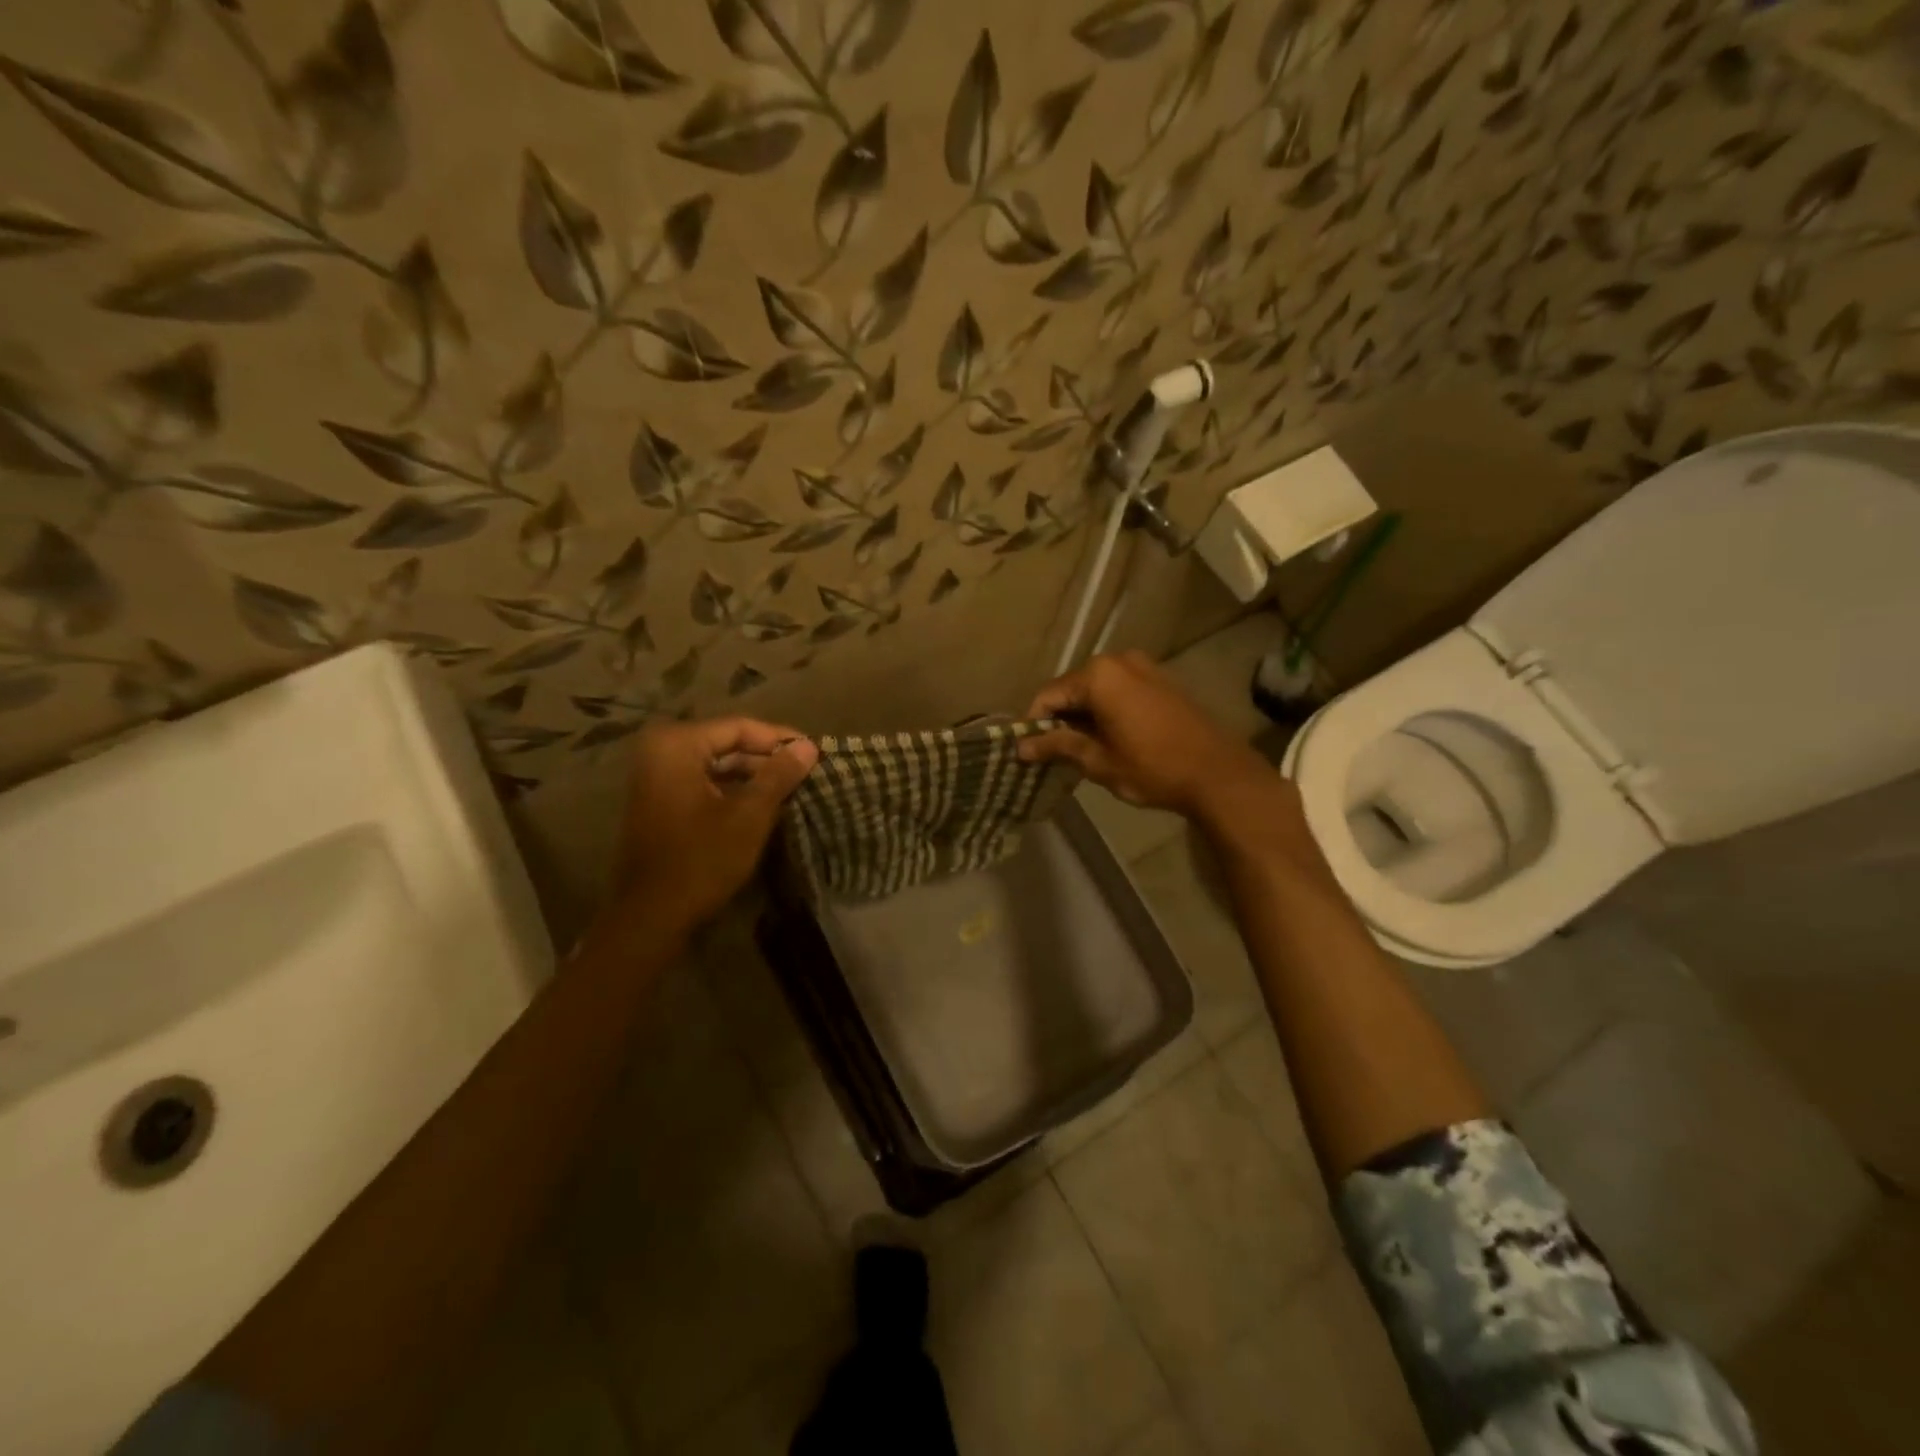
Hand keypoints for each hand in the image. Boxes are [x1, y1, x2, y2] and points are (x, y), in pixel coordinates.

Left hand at [614, 717, 817, 932]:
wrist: (651, 916)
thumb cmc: (701, 860)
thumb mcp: (749, 815)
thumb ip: (779, 775)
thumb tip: (809, 747)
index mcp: (677, 745)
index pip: (740, 727)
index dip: (781, 739)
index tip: (816, 752)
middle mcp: (661, 751)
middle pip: (727, 743)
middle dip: (767, 758)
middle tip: (807, 772)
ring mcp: (656, 777)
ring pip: (717, 764)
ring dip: (753, 776)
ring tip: (792, 788)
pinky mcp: (660, 801)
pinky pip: (704, 782)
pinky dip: (734, 790)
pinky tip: (764, 804)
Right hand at [1018, 651, 1275, 822]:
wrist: (1218, 774)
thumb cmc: (1152, 768)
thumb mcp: (1098, 761)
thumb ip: (1058, 746)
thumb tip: (1021, 747)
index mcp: (1098, 676)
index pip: (1049, 696)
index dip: (1034, 724)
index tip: (1028, 752)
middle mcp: (1118, 661)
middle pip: (1073, 689)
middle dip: (1060, 719)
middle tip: (1053, 754)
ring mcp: (1144, 667)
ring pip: (1097, 690)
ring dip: (1084, 716)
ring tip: (1080, 750)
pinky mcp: (1161, 680)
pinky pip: (1120, 691)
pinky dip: (1107, 711)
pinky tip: (1109, 738)